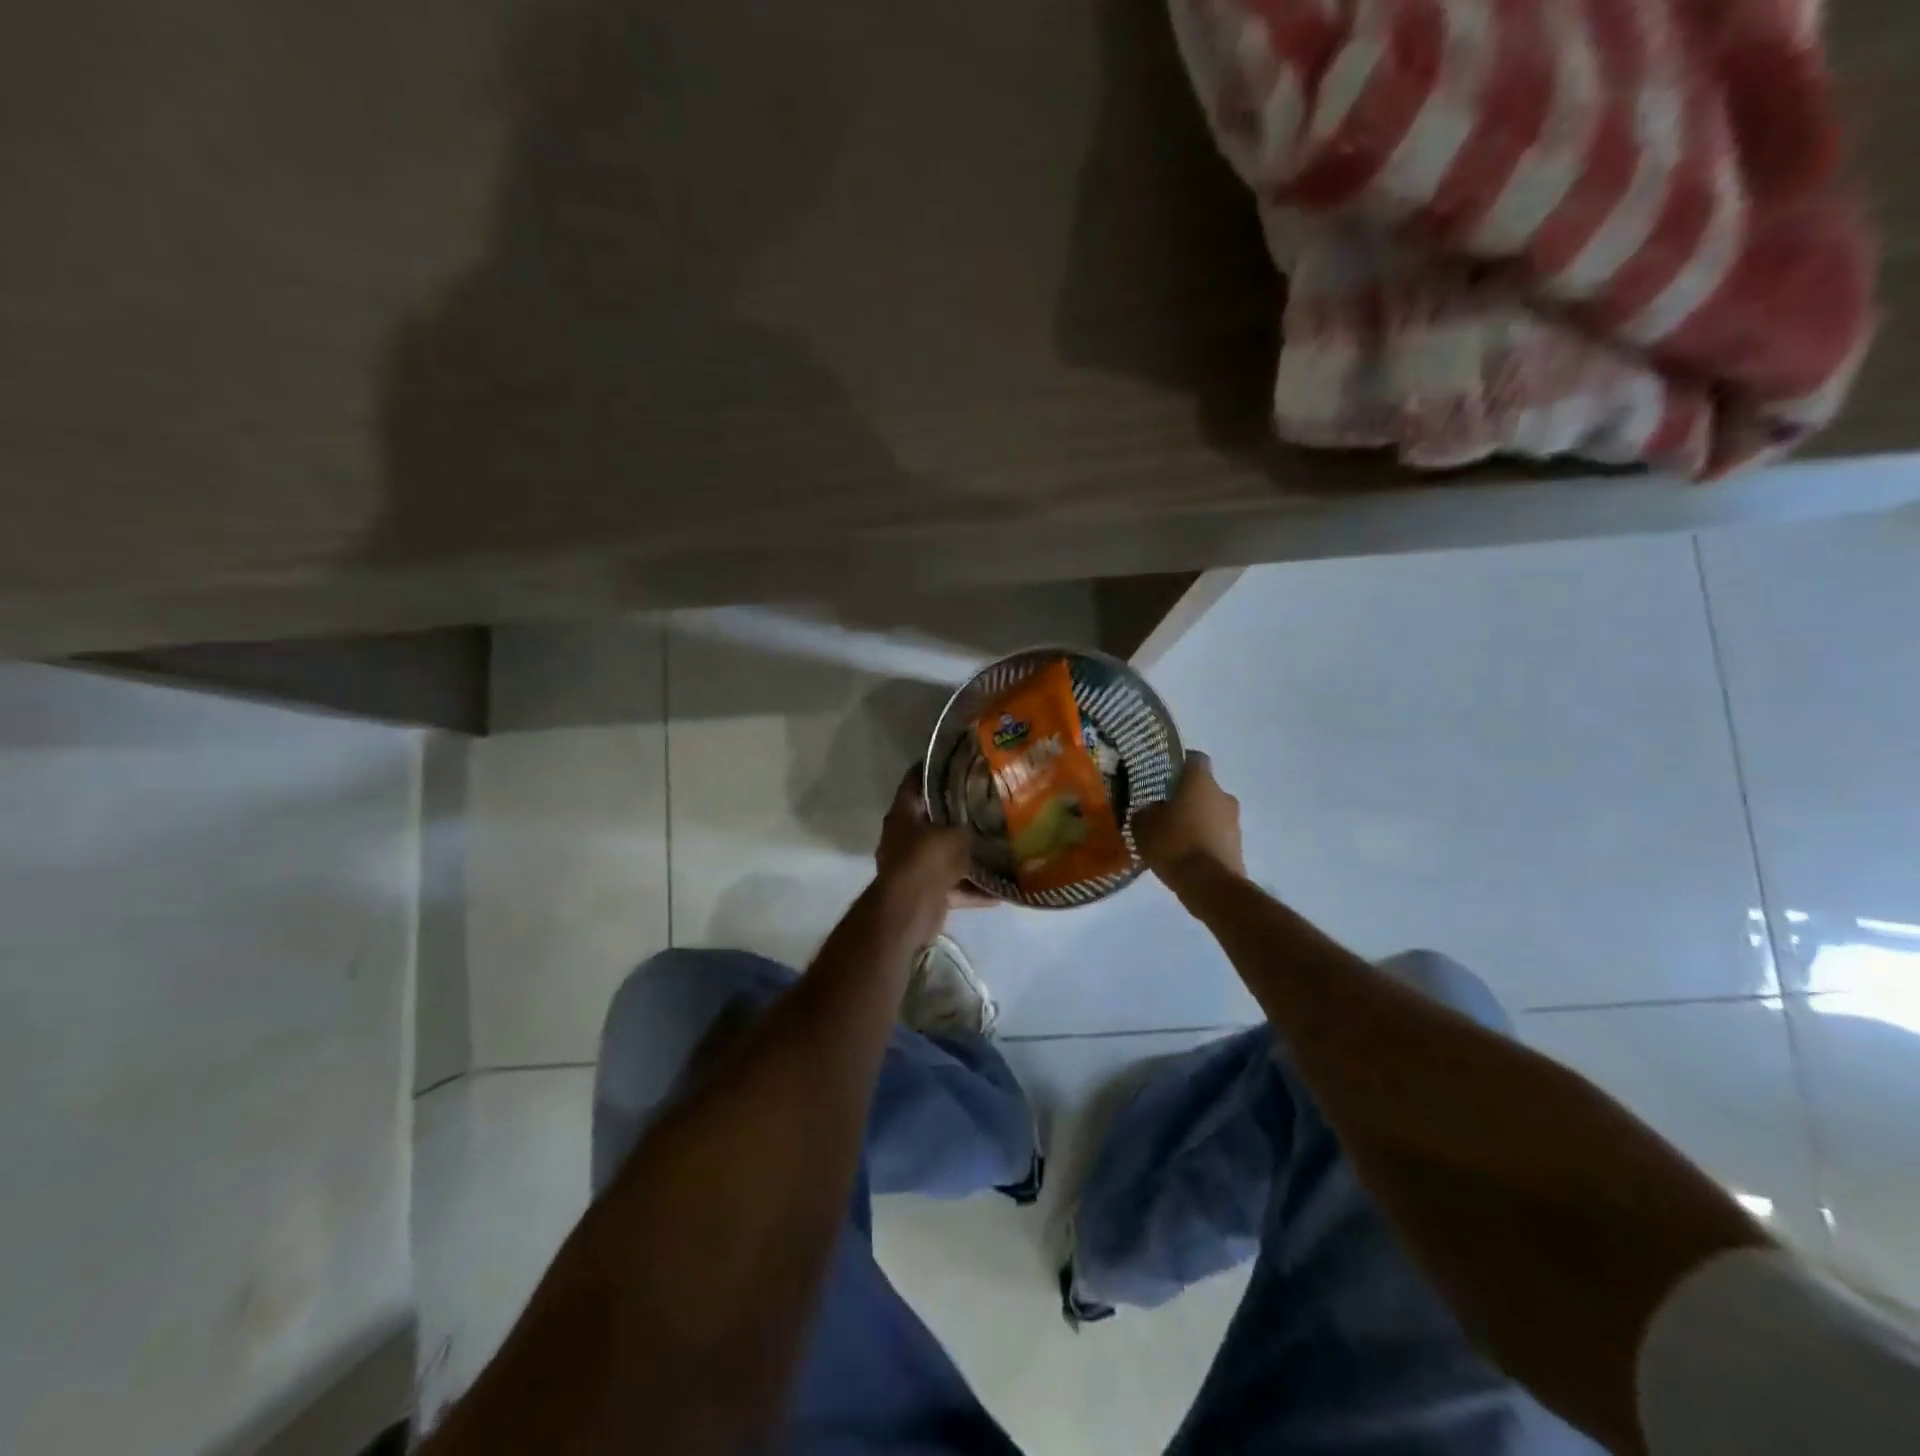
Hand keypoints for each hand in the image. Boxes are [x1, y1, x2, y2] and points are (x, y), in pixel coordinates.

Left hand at [875, 767, 996, 916]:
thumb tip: (988, 820)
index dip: (933, 768)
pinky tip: (1001, 890)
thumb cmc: (927, 861)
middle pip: (932, 820)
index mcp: (903, 815)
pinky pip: (953, 885)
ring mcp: (912, 867)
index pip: (914, 781)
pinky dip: (973, 888)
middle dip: (958, 814)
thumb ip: (970, 824)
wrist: (908, 911)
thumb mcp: (956, 834)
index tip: (957, 760)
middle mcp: (903, 838)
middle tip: (987, 803)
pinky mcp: (925, 892)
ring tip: (997, 847)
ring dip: (967, 856)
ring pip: (944, 855)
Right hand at [1134, 751, 1244, 888]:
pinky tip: (1185, 854)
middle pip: (1202, 788)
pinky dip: (1203, 838)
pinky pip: (1216, 833)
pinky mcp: (1238, 845)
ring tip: (1173, 836)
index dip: (1178, 764)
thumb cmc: (1175, 845)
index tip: (1162, 776)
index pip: (1194, 758)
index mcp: (1200, 782)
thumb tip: (1147, 809)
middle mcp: (1222, 795)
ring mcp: (1234, 821)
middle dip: (1185, 796)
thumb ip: (1143, 812)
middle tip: (1163, 810)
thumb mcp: (1143, 827)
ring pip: (1210, 811)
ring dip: (1195, 819)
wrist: (1211, 886)